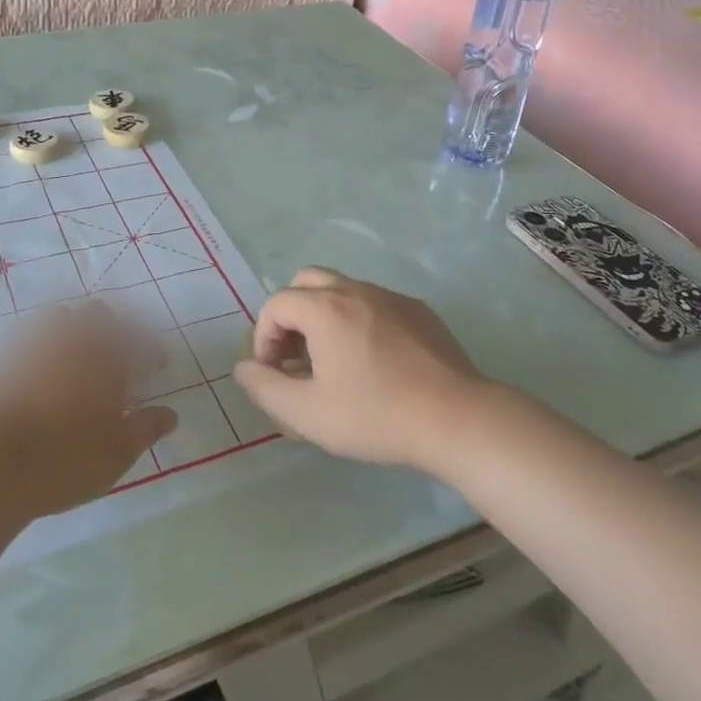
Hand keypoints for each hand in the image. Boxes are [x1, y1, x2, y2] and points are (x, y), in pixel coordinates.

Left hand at [0, 302, 177, 517]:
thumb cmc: (65, 461)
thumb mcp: (117, 453)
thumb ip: (146, 429)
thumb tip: (170, 414)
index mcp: (106, 359)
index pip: (139, 341)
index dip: (152, 351)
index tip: (158, 366)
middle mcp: (73, 342)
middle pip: (98, 315)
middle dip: (114, 328)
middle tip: (120, 354)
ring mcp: (35, 347)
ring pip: (61, 318)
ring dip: (76, 329)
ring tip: (80, 356)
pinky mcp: (5, 361)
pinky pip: (30, 339)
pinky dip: (45, 346)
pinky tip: (45, 369)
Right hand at [233, 268, 485, 472]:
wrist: (456, 418)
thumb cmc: (375, 415)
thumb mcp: (307, 414)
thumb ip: (265, 388)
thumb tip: (244, 368)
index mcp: (324, 308)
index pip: (276, 304)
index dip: (264, 337)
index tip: (274, 373)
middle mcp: (355, 290)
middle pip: (307, 282)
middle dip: (291, 315)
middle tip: (296, 357)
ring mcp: (391, 297)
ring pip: (343, 290)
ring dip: (324, 317)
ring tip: (332, 362)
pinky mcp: (419, 310)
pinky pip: (374, 304)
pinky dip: (358, 321)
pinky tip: (373, 362)